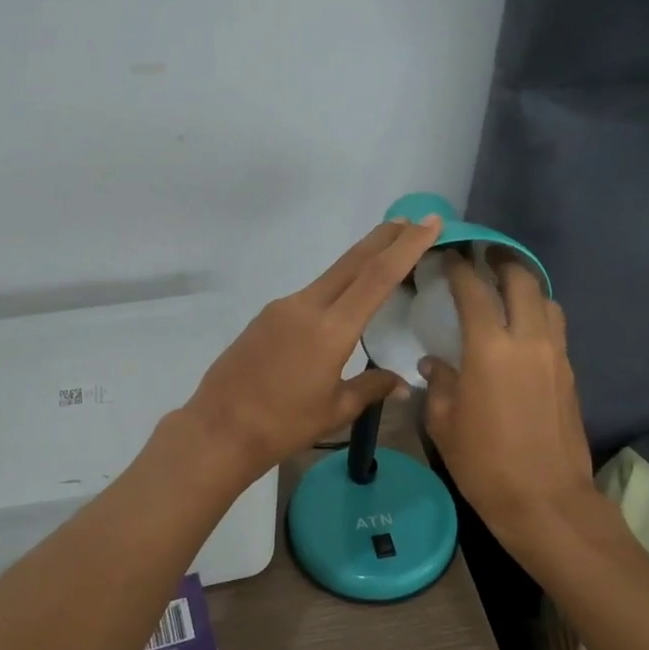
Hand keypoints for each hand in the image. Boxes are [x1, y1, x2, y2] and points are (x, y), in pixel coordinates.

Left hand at [185, 216, 443, 480]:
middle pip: (353, 262)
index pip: (377, 277)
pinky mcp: (265, 317)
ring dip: (359, 262)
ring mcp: (282, 308)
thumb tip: (401, 384)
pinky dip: (335, 288)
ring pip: (330, 276)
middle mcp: (306, 306)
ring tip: (384, 256)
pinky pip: (310, 295)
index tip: (429, 222)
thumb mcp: (336, 410)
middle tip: (412, 221)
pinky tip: (342, 301)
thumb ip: (371, 388)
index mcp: (331, 329)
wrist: (219, 429)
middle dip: (385, 238)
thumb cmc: (283, 425)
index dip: (407, 246)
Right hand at [420, 252, 595, 540]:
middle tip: (485, 256)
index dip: (459, 268)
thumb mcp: (444, 424)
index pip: (474, 291)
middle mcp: (528, 340)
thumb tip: (434, 363)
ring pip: (547, 301)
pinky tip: (522, 330)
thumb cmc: (484, 463)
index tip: (448, 256)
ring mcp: (555, 356)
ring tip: (507, 289)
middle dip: (503, 261)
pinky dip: (538, 315)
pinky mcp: (570, 374)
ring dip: (527, 286)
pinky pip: (555, 329)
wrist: (546, 501)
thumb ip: (438, 383)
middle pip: (522, 281)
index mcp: (490, 348)